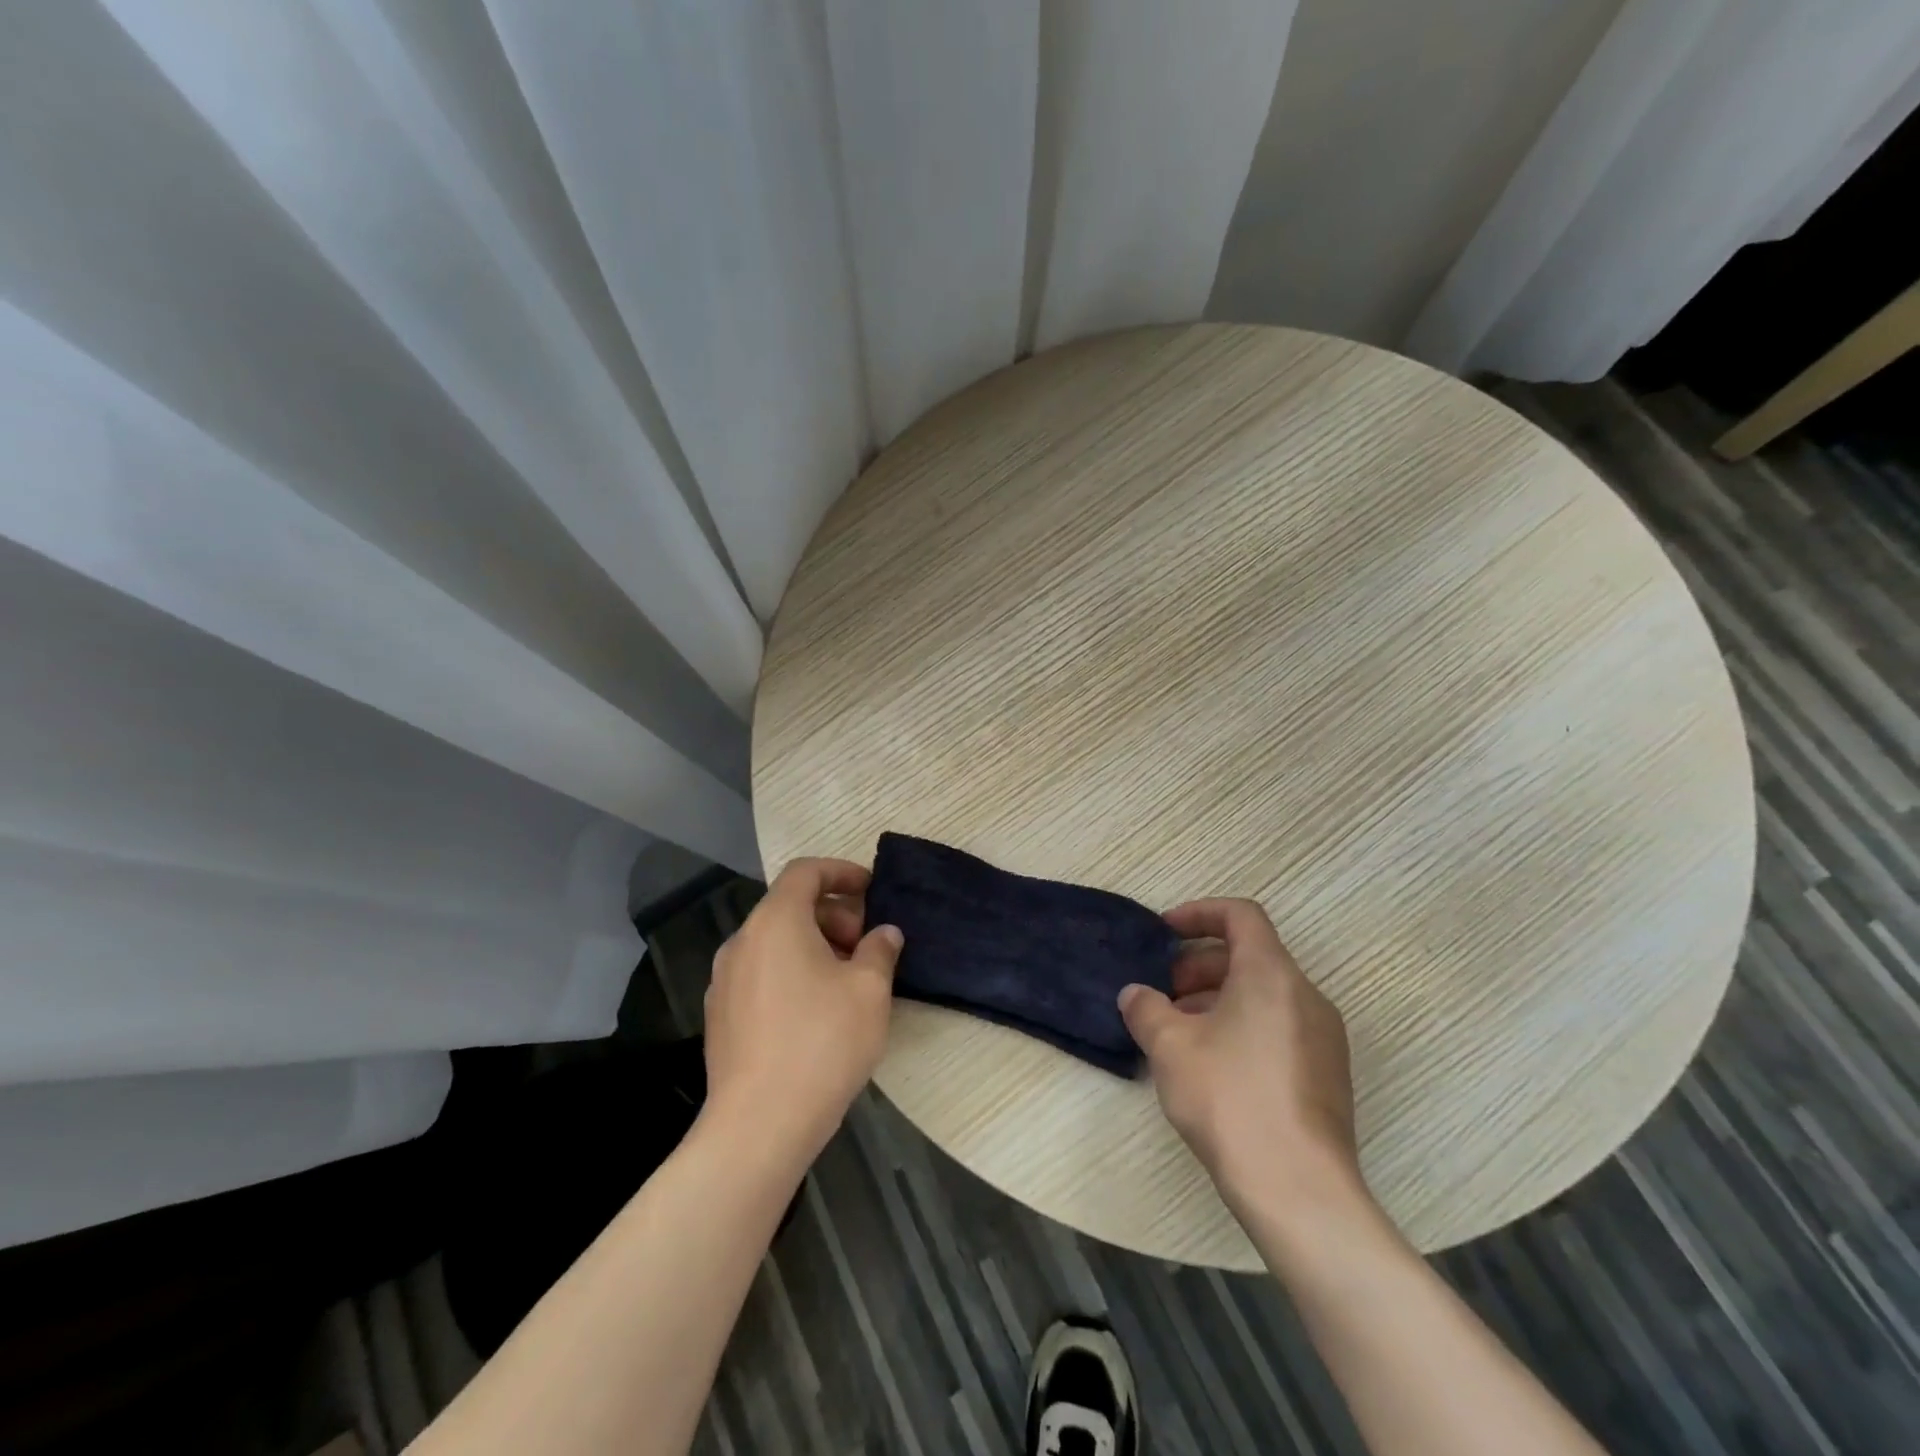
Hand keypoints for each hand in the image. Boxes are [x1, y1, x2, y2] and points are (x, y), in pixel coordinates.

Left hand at [702, 858, 902, 1163]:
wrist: (759, 1125)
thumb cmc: (822, 1043)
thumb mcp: (870, 990)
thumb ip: (880, 950)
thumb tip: (884, 933)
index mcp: (775, 921)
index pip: (805, 872)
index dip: (841, 872)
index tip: (872, 890)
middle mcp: (742, 941)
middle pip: (789, 906)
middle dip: (834, 915)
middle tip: (867, 946)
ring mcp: (724, 980)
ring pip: (775, 942)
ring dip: (814, 946)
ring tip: (847, 980)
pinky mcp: (720, 1016)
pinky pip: (761, 974)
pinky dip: (791, 973)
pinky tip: (816, 1012)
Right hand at [1119, 898, 1367, 1226]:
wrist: (1299, 1190)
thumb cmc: (1229, 1098)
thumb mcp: (1170, 1046)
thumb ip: (1146, 1008)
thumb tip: (1135, 995)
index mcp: (1271, 974)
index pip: (1240, 915)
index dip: (1198, 914)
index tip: (1164, 934)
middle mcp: (1306, 995)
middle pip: (1250, 955)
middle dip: (1199, 966)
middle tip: (1163, 994)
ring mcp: (1323, 1037)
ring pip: (1263, 994)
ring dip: (1217, 999)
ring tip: (1179, 1032)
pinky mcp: (1326, 1074)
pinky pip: (1279, 1027)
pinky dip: (1242, 1026)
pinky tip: (1212, 1066)